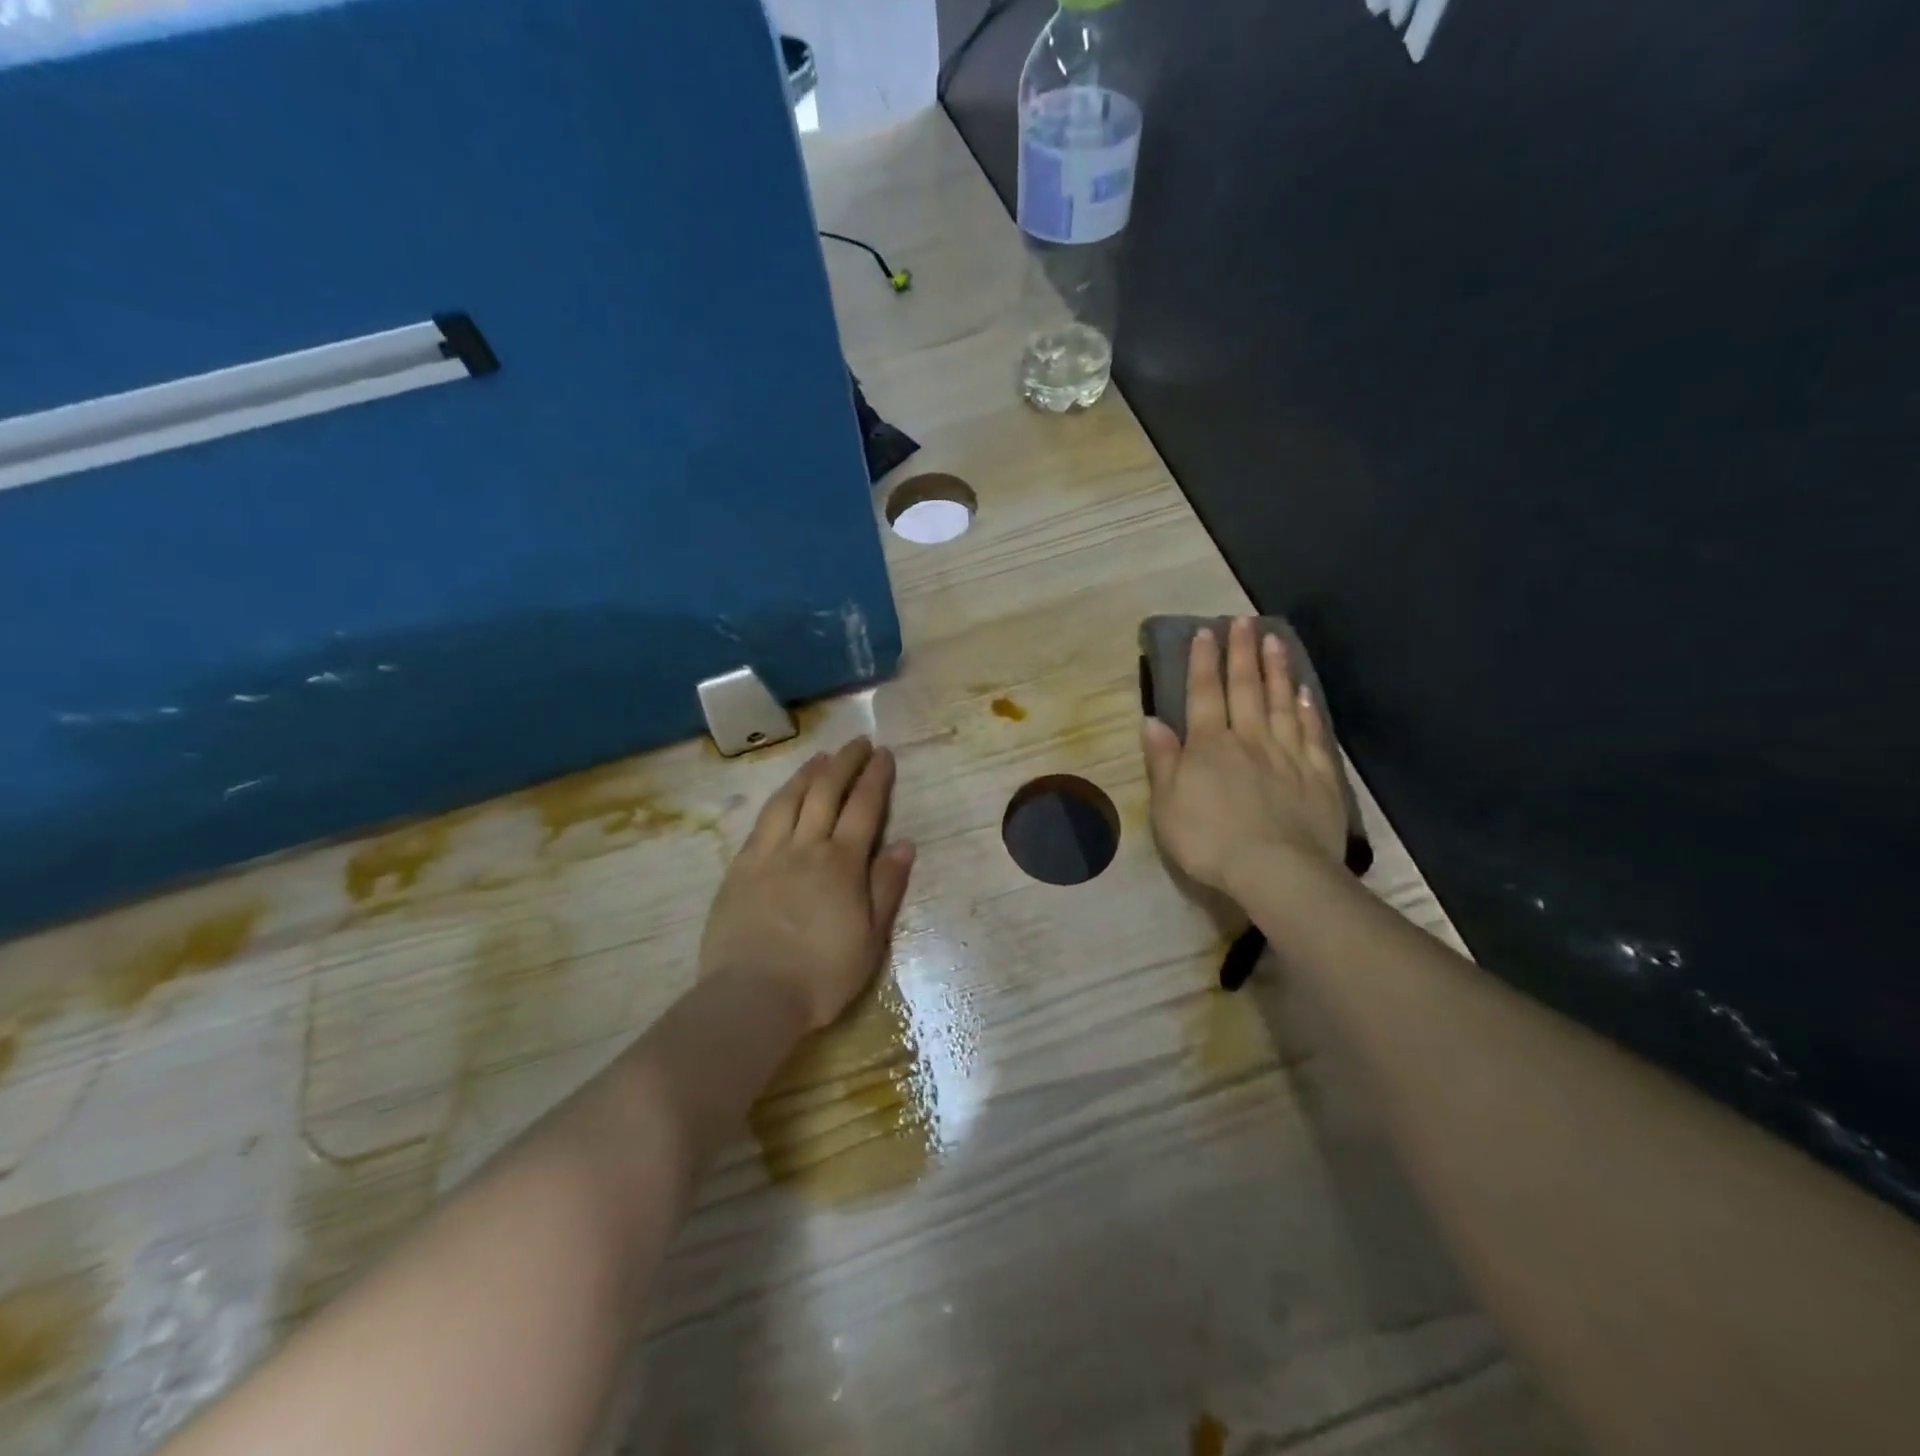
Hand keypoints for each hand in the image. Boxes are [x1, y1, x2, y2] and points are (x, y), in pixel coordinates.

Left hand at [699, 737, 915, 1030]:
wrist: (751, 996)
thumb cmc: (821, 975)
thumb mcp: (870, 939)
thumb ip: (886, 887)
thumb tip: (905, 843)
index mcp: (842, 864)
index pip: (864, 807)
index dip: (875, 777)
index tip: (883, 754)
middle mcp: (806, 847)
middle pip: (826, 792)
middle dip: (845, 762)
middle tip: (858, 742)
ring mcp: (769, 854)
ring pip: (790, 799)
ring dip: (809, 773)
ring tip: (822, 757)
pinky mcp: (740, 867)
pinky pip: (762, 821)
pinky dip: (778, 798)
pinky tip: (783, 794)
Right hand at [1141, 617, 1347, 894]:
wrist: (1274, 870)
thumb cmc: (1209, 840)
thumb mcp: (1166, 804)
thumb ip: (1162, 760)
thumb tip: (1152, 720)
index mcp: (1209, 746)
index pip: (1204, 694)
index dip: (1202, 662)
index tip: (1206, 632)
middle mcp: (1249, 739)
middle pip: (1245, 688)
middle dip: (1242, 653)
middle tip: (1244, 621)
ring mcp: (1287, 754)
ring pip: (1280, 703)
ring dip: (1277, 670)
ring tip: (1276, 640)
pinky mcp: (1318, 775)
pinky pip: (1313, 734)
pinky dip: (1308, 710)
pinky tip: (1305, 694)